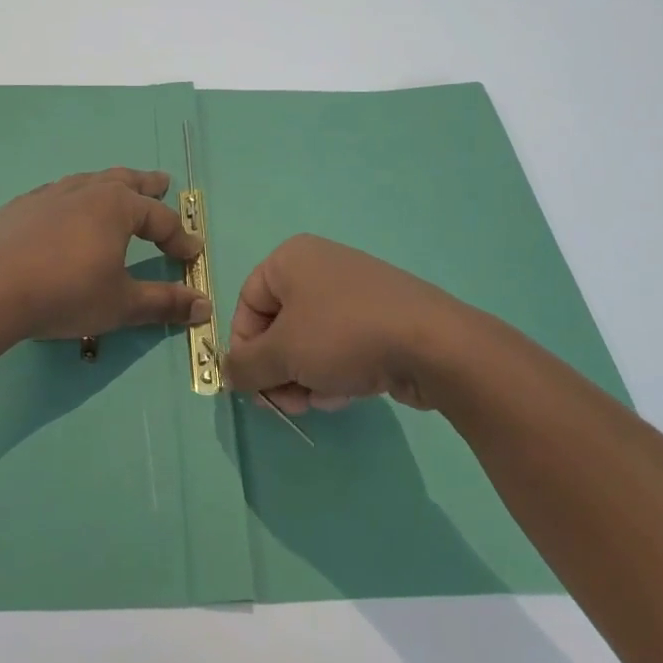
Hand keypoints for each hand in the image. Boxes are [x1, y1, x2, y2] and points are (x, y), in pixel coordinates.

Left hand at [0, 168, 209, 341]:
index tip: (191, 253)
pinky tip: (64, 209)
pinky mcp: (20, 207)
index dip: (179, 237)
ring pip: (88, 181)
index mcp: (116, 207)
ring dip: (108, 184)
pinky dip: (71, 198)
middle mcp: (86, 191)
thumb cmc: (67, 294)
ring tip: (116, 187)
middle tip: (162, 182)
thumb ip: (164, 302)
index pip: (160, 218)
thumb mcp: (122, 304)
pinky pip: (55, 194)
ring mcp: (49, 195)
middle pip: (124, 181)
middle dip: (147, 185)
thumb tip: (204, 306)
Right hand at [222, 235, 465, 413]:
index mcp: (291, 259)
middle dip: (278, 370)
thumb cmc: (344, 336)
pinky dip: (334, 371)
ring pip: (309, 341)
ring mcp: (354, 291)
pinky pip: (340, 345)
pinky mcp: (381, 317)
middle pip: (278, 326)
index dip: (245, 347)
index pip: (247, 304)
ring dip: (305, 377)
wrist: (434, 345)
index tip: (254, 385)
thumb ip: (244, 365)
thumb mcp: (282, 353)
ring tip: (320, 401)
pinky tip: (345, 395)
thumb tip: (228, 374)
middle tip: (287, 403)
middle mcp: (320, 266)